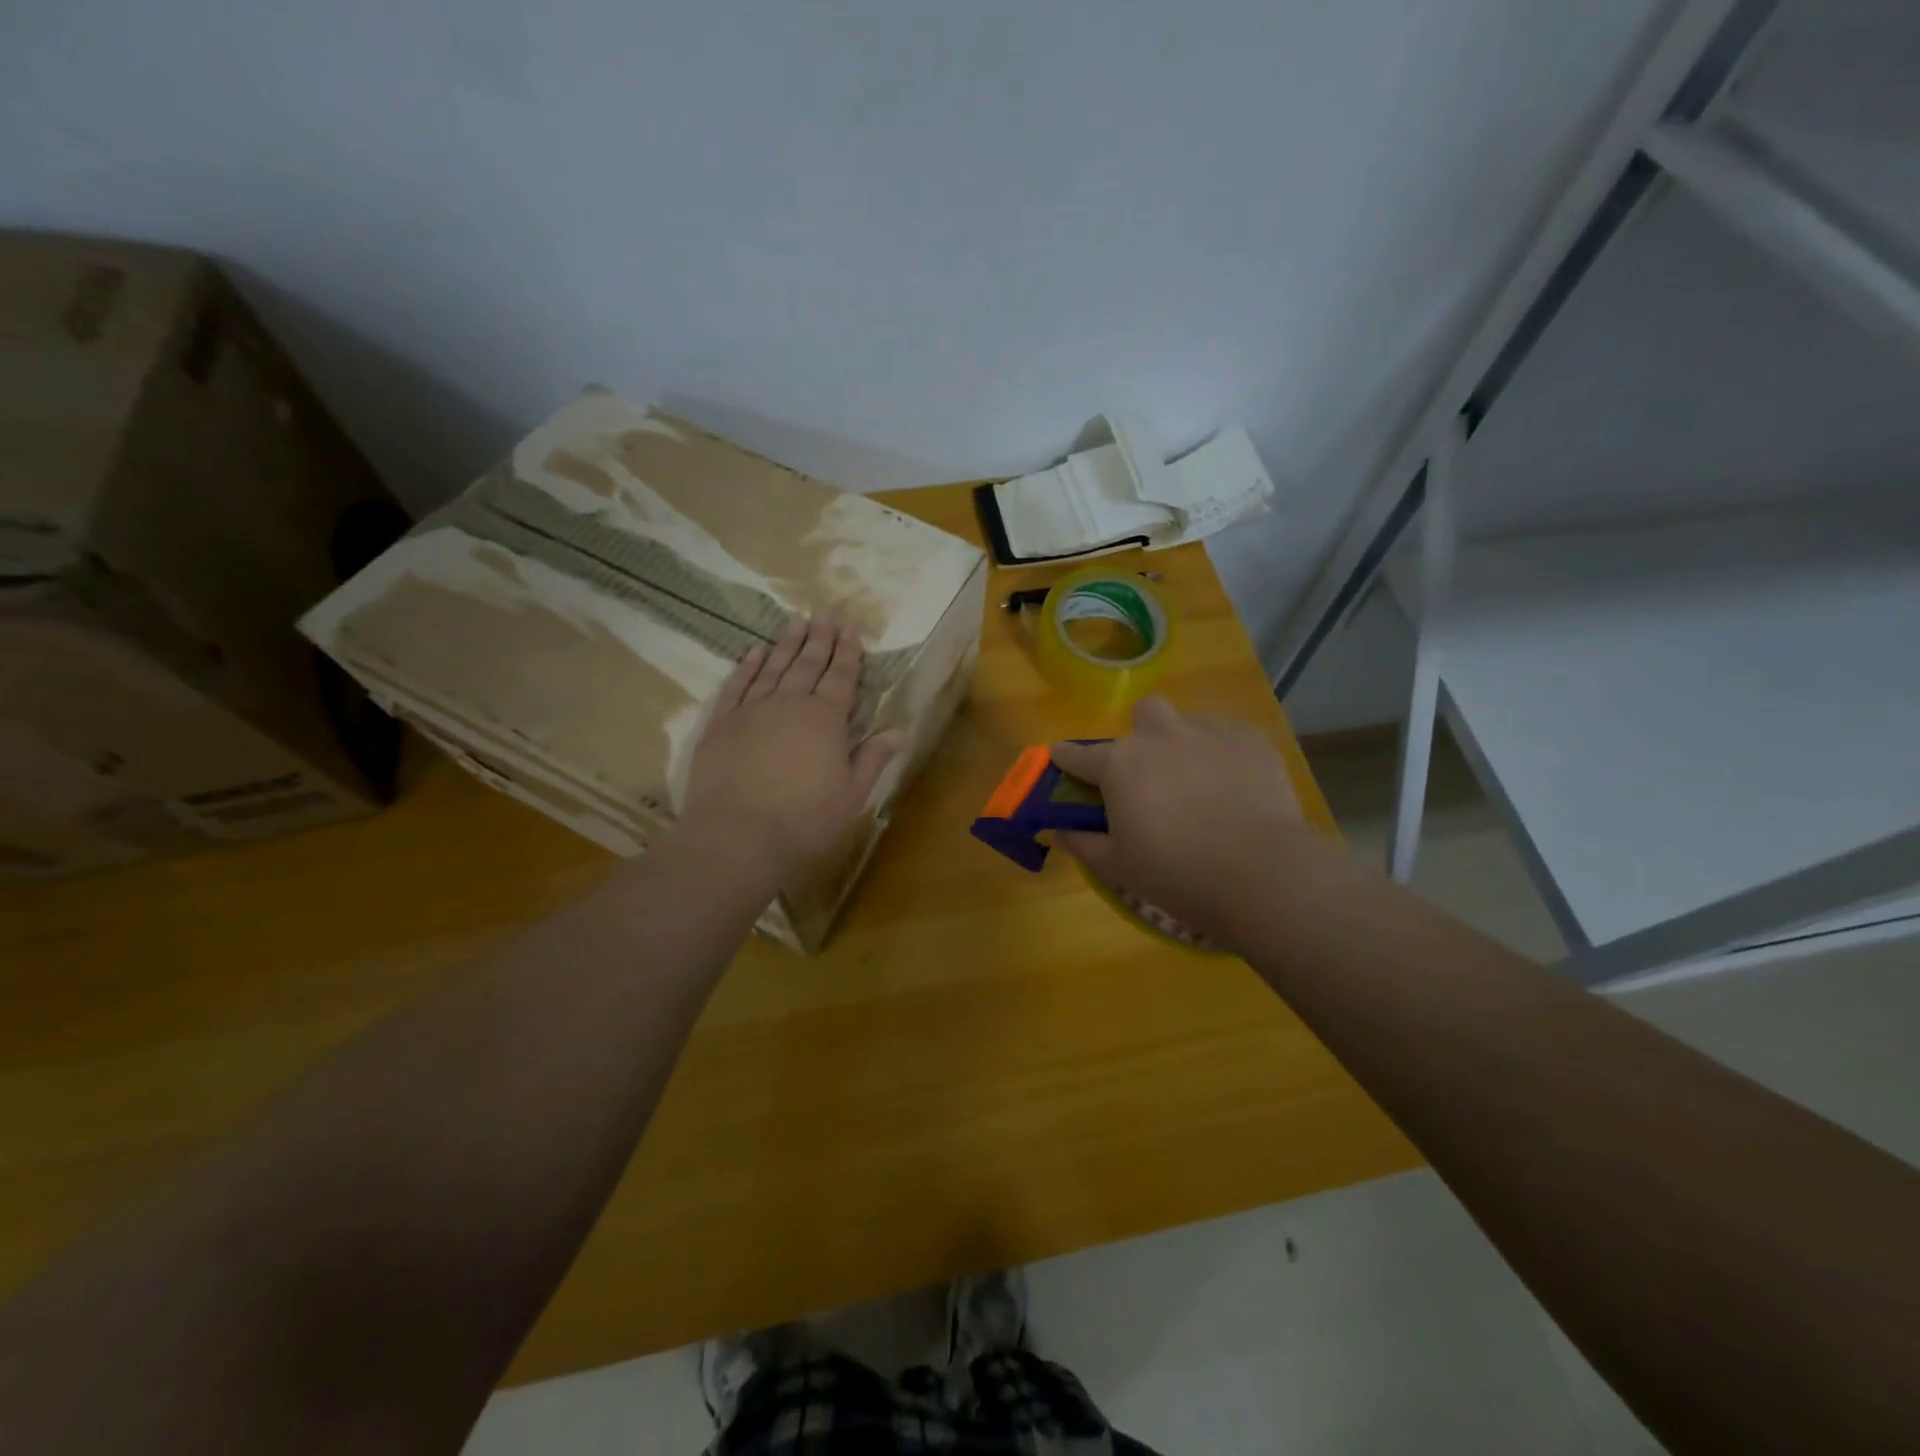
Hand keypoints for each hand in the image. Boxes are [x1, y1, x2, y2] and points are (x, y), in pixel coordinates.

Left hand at [682, 612, 901, 881]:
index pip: (842, 677)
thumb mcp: (851, 795)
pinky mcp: (721, 723)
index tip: (852, 626)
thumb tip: (898, 730)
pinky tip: (754, 652)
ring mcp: (752, 710)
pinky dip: (747, 666)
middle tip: (826, 610)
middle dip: (820, 636)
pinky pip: (737, 685)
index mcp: (826, 719)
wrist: (736, 836)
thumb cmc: (804, 820)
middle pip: (808, 663)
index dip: (849, 651)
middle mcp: (789, 704)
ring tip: (796, 620)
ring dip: (786, 643)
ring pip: (773, 667)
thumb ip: (872, 758)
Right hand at [1051, 697, 1314, 945]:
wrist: (1262, 873)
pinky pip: (1228, 733)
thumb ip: (1081, 842)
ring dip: (1183, 741)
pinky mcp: (1251, 740)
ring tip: (1198, 780)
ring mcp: (1209, 732)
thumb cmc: (1177, 873)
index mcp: (1119, 765)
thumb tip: (1059, 829)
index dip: (1066, 760)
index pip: (1076, 753)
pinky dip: (1222, 751)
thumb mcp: (1116, 867)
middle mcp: (1159, 736)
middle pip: (1142, 712)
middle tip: (1151, 775)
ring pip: (1188, 719)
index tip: (1064, 766)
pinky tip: (1233, 783)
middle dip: (1141, 735)